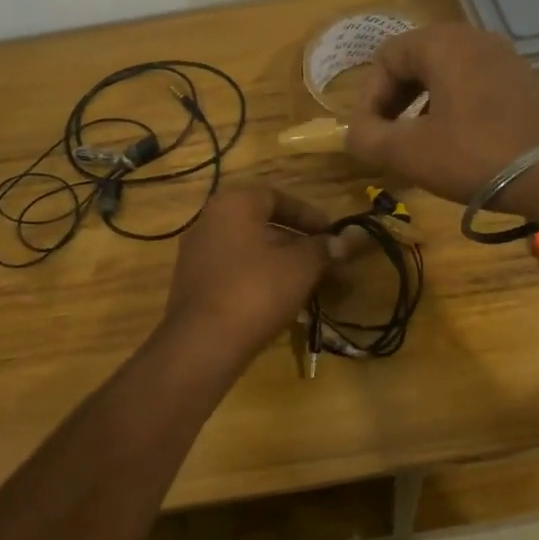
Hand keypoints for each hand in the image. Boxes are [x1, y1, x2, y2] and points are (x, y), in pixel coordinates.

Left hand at [161, 186, 333, 370]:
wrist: (203, 343)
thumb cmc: (257, 290)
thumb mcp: (301, 266)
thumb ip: (324, 249)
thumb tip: (346, 241)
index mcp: (233, 204)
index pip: (276, 197)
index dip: (308, 214)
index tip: (331, 234)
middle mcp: (208, 221)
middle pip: (261, 224)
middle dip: (296, 242)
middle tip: (322, 260)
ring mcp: (195, 255)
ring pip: (248, 250)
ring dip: (279, 263)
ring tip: (307, 283)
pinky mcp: (192, 285)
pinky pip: (233, 272)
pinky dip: (258, 279)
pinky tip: (279, 301)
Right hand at [347, 24, 538, 207]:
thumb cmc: (475, 155)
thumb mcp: (409, 152)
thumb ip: (367, 138)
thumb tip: (354, 132)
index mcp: (442, 43)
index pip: (386, 58)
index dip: (368, 98)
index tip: (369, 136)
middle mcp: (473, 38)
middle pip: (415, 61)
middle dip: (394, 102)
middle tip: (389, 139)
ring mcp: (504, 58)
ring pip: (445, 75)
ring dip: (422, 107)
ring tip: (420, 145)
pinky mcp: (524, 82)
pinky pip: (473, 86)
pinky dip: (453, 109)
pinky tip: (457, 144)